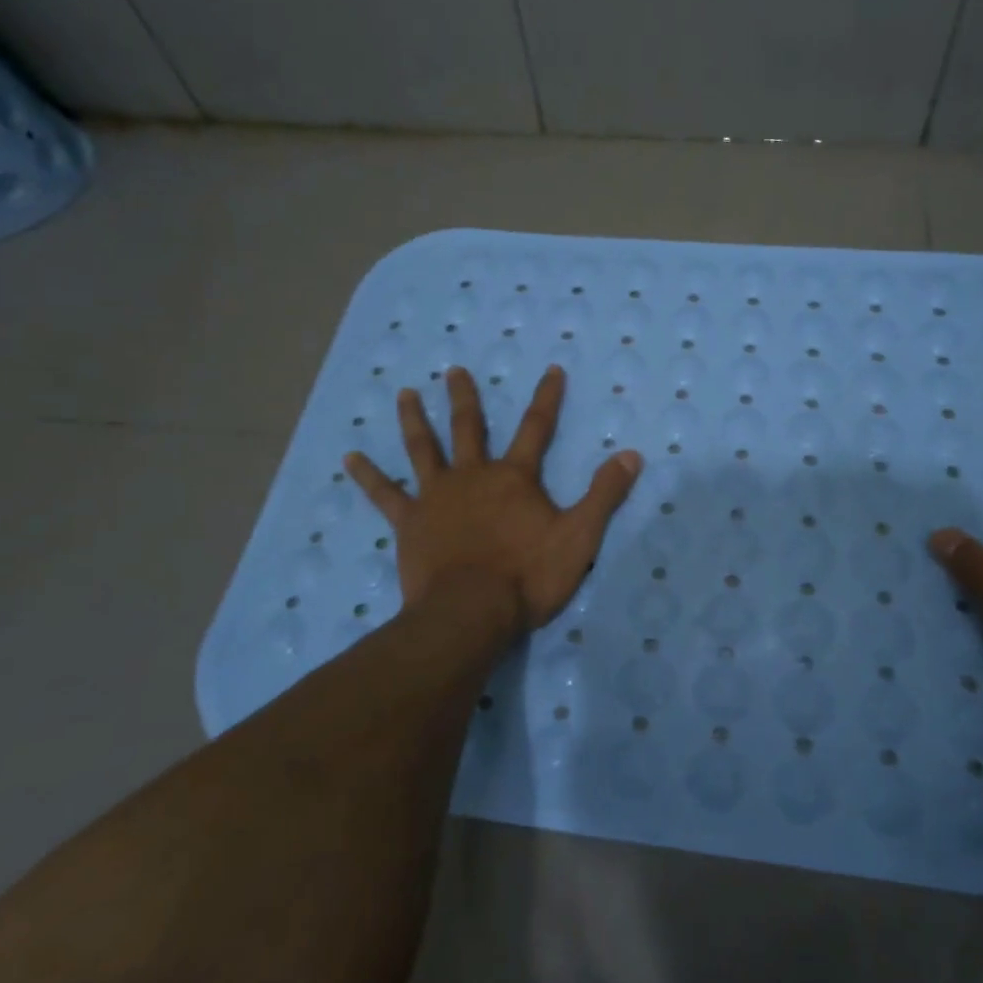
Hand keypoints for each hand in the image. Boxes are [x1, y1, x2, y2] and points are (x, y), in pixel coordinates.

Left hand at [345, 365, 642, 631]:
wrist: (470, 612)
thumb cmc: (527, 576)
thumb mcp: (580, 537)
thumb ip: (604, 494)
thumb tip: (632, 454)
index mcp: (514, 478)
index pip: (537, 428)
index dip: (547, 398)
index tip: (551, 369)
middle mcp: (473, 476)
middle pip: (468, 428)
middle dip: (464, 398)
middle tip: (452, 370)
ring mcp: (436, 496)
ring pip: (423, 449)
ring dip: (414, 419)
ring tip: (403, 394)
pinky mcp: (409, 522)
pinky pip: (384, 494)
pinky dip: (367, 475)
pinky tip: (350, 457)